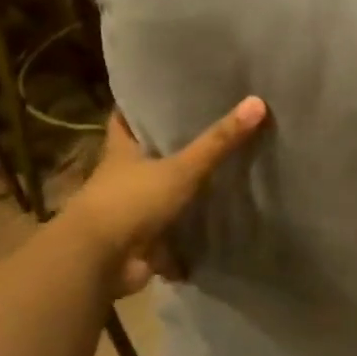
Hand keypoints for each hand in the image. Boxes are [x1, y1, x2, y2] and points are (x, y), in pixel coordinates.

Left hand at [66, 97, 268, 295]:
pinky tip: (216, 230)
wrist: (99, 261)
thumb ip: (218, 142)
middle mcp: (123, 179)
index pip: (126, 119)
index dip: (141, 106)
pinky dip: (189, 238)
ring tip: (222, 178)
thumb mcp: (181, 169)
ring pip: (161, 196)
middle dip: (172, 149)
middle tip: (210, 131)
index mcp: (122, 152)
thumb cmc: (131, 202)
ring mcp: (132, 212)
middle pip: (148, 157)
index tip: (164, 93)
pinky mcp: (142, 243)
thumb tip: (257, 102)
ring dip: (183, 194)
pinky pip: (171, 237)